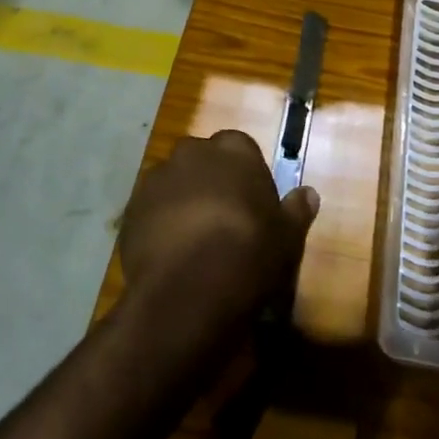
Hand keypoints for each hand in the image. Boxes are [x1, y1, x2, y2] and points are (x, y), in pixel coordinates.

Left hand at [119, 130, 318, 324]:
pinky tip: (169, 256)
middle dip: (210, 182)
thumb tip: (309, 193)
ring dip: (181, 202)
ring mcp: (155, 179)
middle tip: (223, 220)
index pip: (241, 149)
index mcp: (233, 149)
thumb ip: (296, 210)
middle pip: (203, 161)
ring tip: (193, 241)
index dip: (246, 176)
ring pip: (173, 184)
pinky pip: (149, 212)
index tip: (252, 205)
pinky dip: (157, 225)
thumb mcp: (287, 236)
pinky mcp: (129, 210)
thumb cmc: (249, 252)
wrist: (190, 289)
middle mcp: (191, 152)